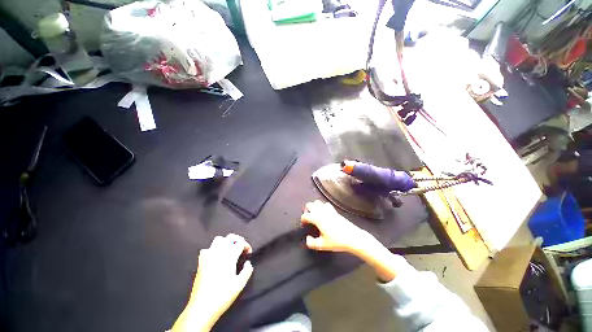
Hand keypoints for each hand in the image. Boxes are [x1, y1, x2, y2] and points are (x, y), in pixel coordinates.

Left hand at [172, 234, 252, 331]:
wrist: (202, 307)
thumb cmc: (223, 296)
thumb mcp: (240, 284)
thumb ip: (247, 271)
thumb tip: (248, 263)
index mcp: (229, 257)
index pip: (240, 243)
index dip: (247, 245)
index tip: (249, 252)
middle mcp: (219, 253)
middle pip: (230, 237)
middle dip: (238, 239)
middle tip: (241, 246)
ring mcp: (208, 256)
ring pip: (218, 240)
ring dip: (226, 241)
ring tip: (230, 248)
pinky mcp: (200, 262)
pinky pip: (207, 249)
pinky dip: (213, 249)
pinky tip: (216, 256)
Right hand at [300, 200, 370, 253]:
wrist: (352, 237)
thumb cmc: (337, 241)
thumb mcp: (322, 245)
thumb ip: (312, 243)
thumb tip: (307, 239)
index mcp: (317, 219)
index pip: (305, 215)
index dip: (302, 219)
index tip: (304, 224)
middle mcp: (322, 212)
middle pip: (310, 205)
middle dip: (307, 210)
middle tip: (308, 217)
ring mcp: (328, 210)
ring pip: (317, 202)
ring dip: (314, 206)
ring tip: (314, 214)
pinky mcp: (334, 211)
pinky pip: (326, 204)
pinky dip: (322, 206)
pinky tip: (324, 213)